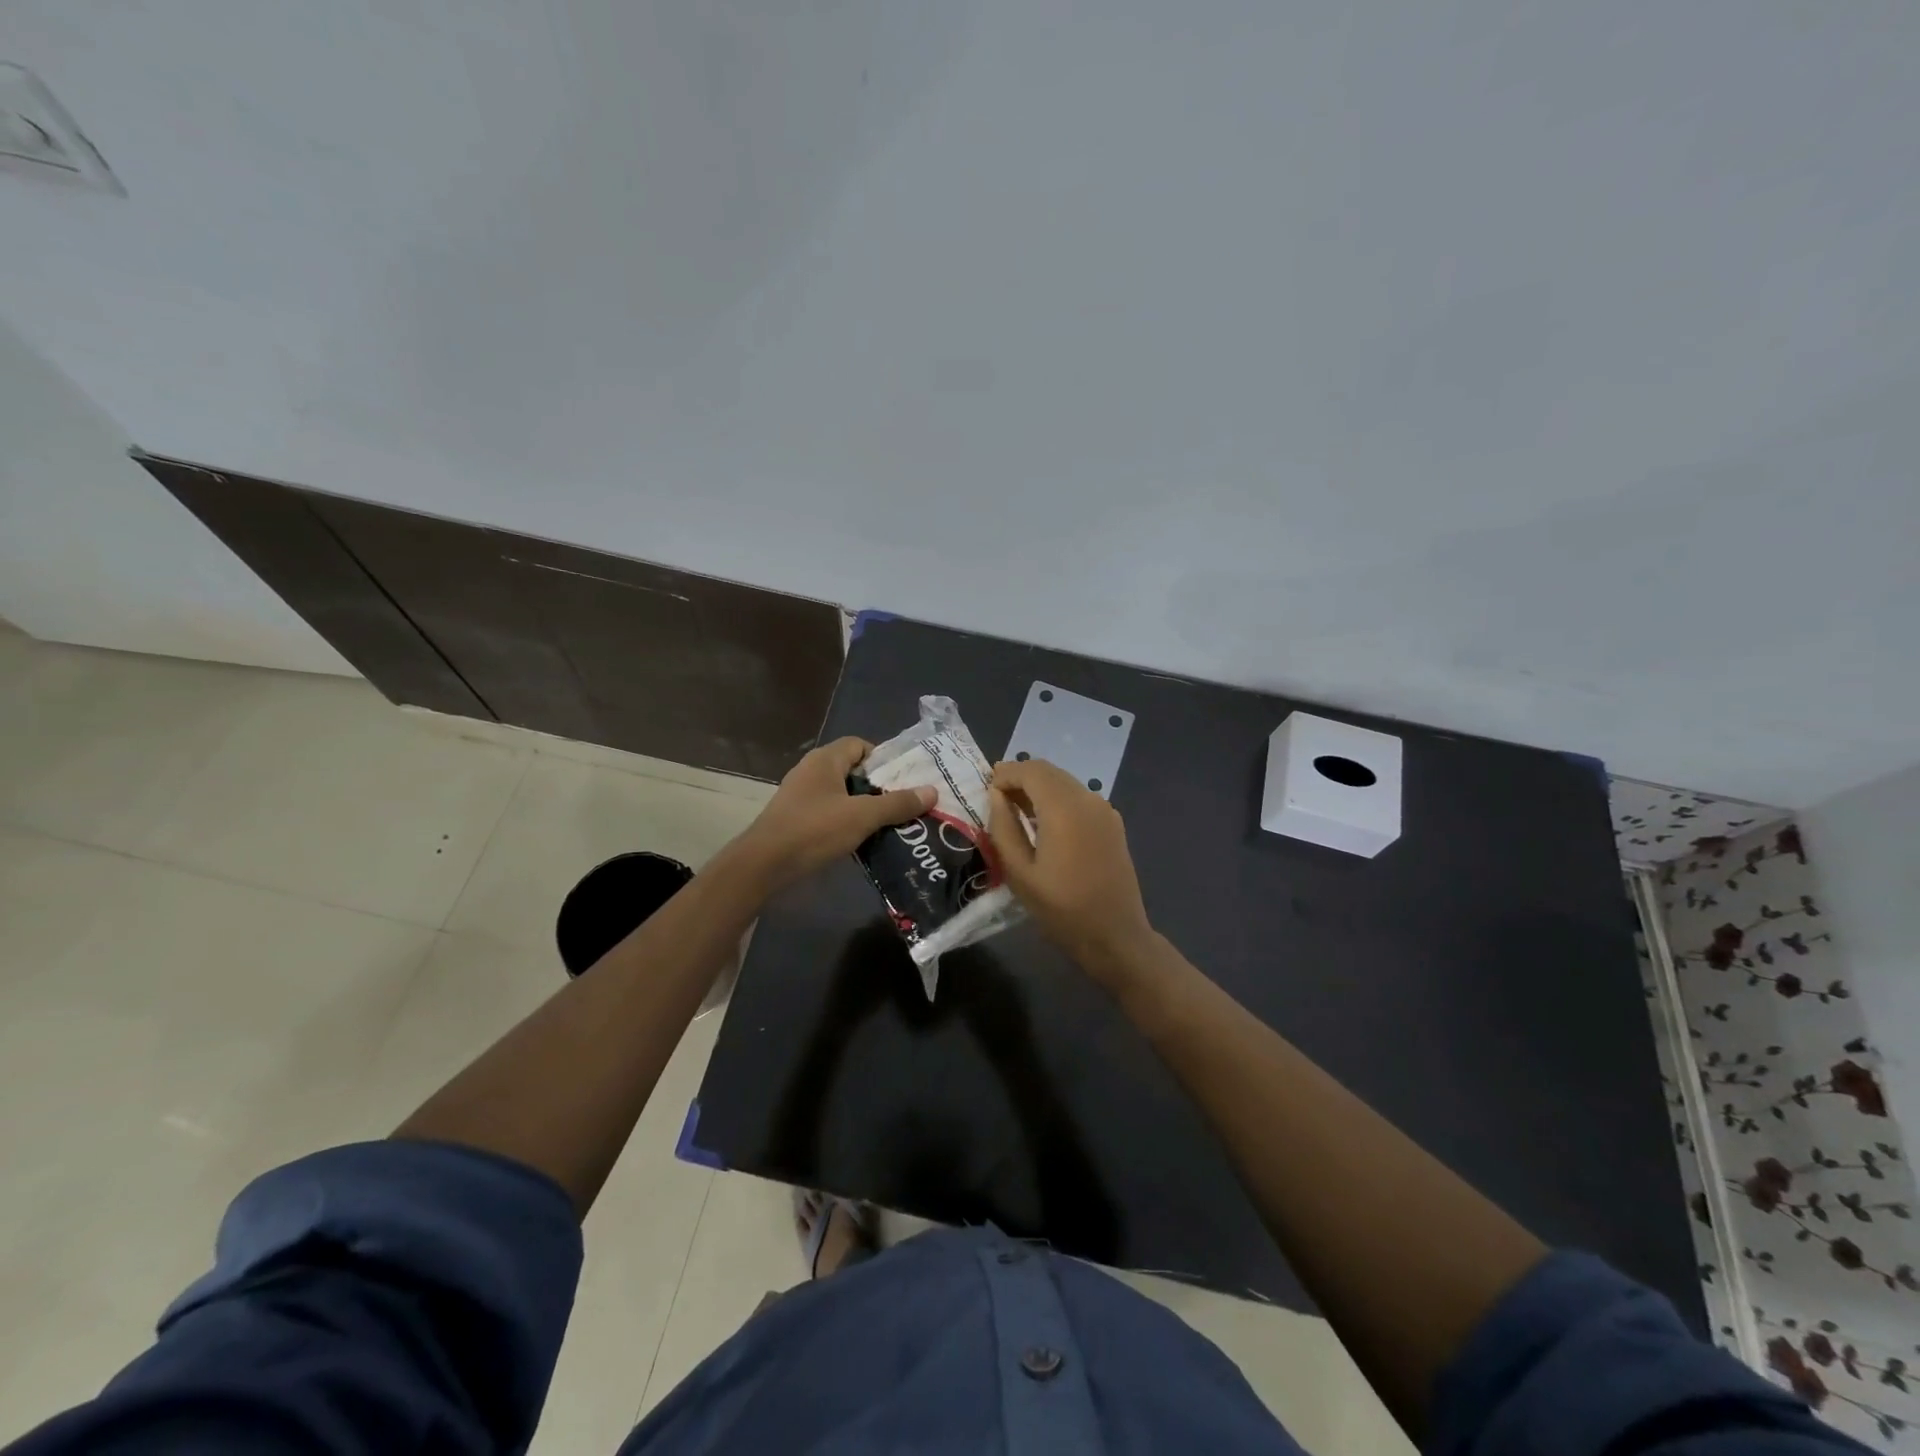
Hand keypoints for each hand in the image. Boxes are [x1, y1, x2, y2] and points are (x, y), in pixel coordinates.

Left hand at [732, 736, 933, 891]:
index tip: (904, 782)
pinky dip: (847, 822)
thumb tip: (932, 791)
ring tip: (890, 825)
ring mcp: (801, 796)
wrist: (764, 865)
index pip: (860, 745)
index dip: (884, 760)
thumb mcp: (862, 816)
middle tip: (905, 805)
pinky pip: (829, 813)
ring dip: (864, 808)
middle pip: (853, 770)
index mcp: (825, 760)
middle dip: (879, 787)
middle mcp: (811, 771)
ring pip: (842, 794)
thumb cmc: (814, 830)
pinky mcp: (796, 819)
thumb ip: (897, 804)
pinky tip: (863, 841)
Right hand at [988, 758, 1154, 972]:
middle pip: (1049, 771)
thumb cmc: (1062, 909)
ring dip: (1039, 787)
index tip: (985, 787)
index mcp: (1064, 808)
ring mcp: (1105, 810)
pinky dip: (1057, 798)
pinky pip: (1079, 798)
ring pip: (1065, 782)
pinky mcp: (1113, 824)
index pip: (1031, 771)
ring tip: (1014, 807)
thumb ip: (1003, 828)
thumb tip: (997, 797)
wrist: (1115, 936)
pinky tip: (1043, 821)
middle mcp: (1088, 799)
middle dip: (1021, 777)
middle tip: (996, 795)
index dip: (1006, 773)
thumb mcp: (1019, 873)